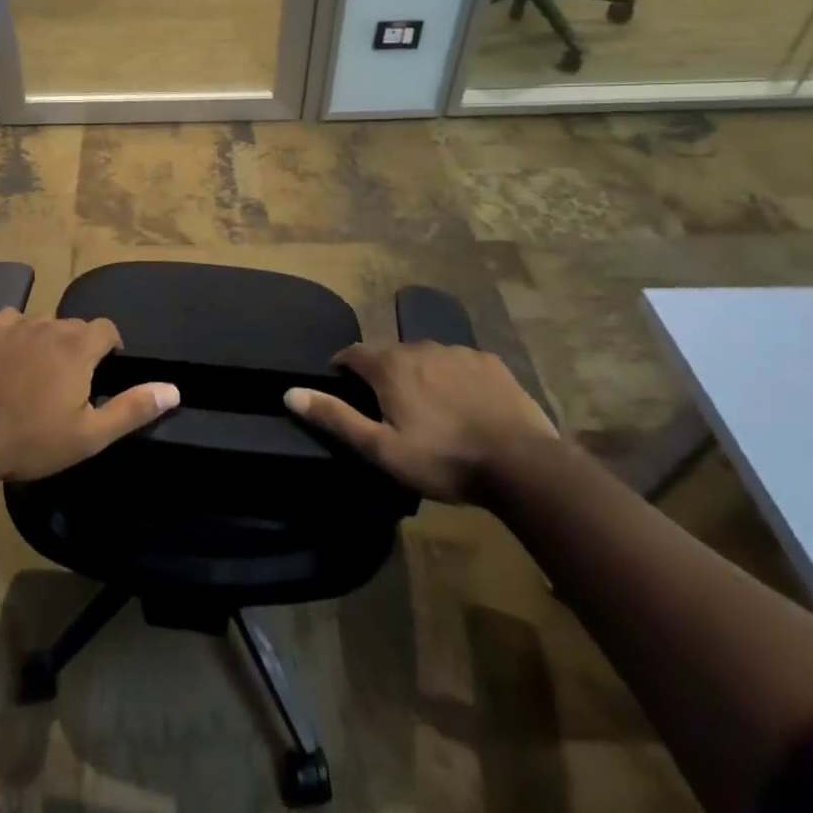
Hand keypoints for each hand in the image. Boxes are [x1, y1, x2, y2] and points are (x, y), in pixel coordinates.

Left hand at [0, 309, 179, 481]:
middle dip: (79, 347)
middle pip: (74, 326)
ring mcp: (14, 325)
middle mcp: (49, 325)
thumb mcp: (89, 435)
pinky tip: (8, 358)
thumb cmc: (30, 440)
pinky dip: (16, 335)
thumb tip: (173, 389)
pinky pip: (10, 322)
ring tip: (38, 374)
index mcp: (78, 347)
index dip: (110, 346)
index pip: (106, 328)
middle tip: (71, 382)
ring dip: (47, 341)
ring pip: (42, 324)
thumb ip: (133, 408)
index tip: (106, 369)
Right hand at [284, 341, 555, 501]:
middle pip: (389, 354)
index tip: (343, 387)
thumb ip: (336, 418)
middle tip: (389, 408)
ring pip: (425, 356)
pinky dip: (453, 377)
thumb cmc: (443, 459)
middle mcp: (419, 347)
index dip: (342, 368)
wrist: (523, 465)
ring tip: (429, 409)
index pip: (351, 353)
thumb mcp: (381, 449)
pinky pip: (459, 363)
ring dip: (418, 374)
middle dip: (382, 374)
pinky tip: (465, 405)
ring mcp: (458, 352)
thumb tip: (290, 392)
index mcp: (389, 366)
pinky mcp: (490, 362)